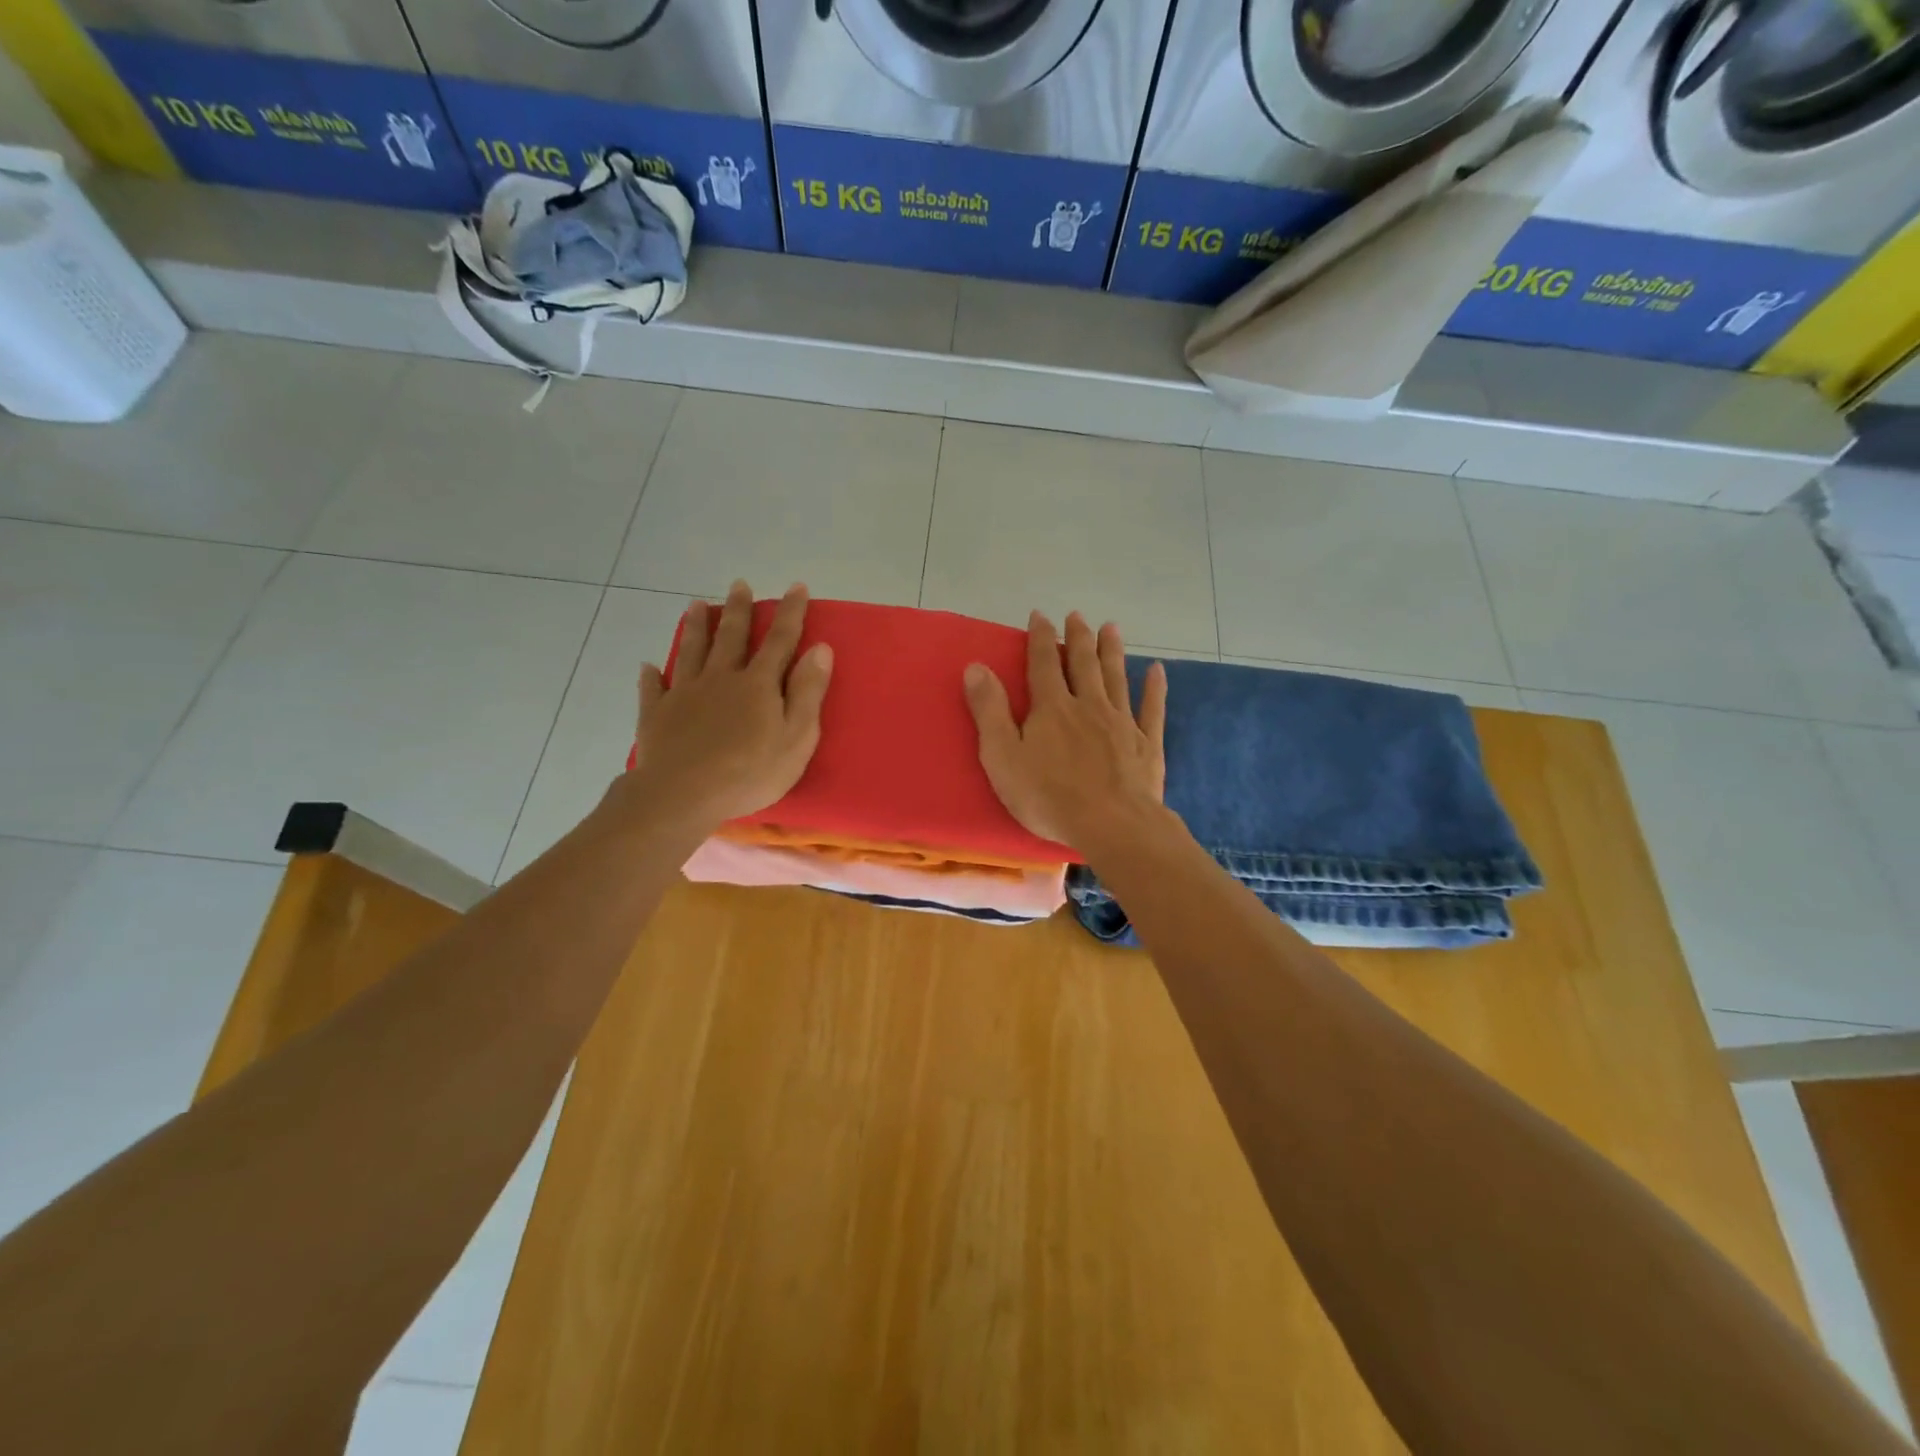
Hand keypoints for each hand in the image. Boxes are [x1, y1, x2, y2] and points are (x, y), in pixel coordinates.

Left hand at [623, 580, 832, 834]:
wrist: (683, 795)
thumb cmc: (750, 772)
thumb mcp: (796, 737)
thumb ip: (808, 692)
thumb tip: (820, 648)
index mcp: (758, 684)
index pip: (779, 641)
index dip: (790, 613)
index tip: (796, 587)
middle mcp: (721, 678)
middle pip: (731, 637)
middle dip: (738, 610)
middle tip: (739, 584)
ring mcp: (685, 694)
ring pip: (691, 652)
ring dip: (696, 627)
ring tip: (696, 604)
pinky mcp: (657, 715)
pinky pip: (654, 689)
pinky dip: (652, 676)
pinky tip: (648, 666)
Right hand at [963, 611, 1167, 851]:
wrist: (1112, 825)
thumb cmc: (1049, 796)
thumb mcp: (1002, 757)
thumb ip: (990, 711)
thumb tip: (976, 667)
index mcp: (1052, 708)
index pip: (1043, 664)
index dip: (1040, 638)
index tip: (1040, 615)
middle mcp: (1089, 705)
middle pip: (1083, 664)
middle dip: (1078, 637)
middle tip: (1077, 616)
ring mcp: (1122, 722)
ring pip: (1116, 677)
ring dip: (1112, 651)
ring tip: (1111, 628)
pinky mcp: (1146, 744)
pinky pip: (1151, 708)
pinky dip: (1154, 687)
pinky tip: (1157, 670)